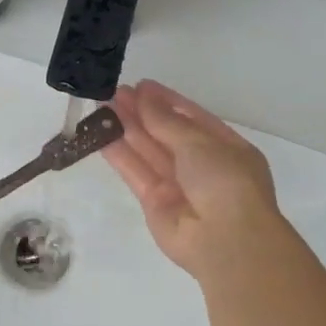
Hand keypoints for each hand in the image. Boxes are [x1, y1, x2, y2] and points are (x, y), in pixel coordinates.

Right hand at [104, 80, 285, 279]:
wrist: (225, 240)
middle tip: (114, 92)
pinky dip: (120, 154)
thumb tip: (143, 95)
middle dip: (142, 113)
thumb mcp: (199, 141)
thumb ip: (166, 120)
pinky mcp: (155, 204)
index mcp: (226, 148)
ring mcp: (179, 186)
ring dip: (127, 129)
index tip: (141, 85)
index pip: (192, 118)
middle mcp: (203, 166)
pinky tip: (100, 134)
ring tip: (102, 105)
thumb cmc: (224, 180)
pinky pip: (137, 173)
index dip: (166, 101)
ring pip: (149, 152)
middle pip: (167, 134)